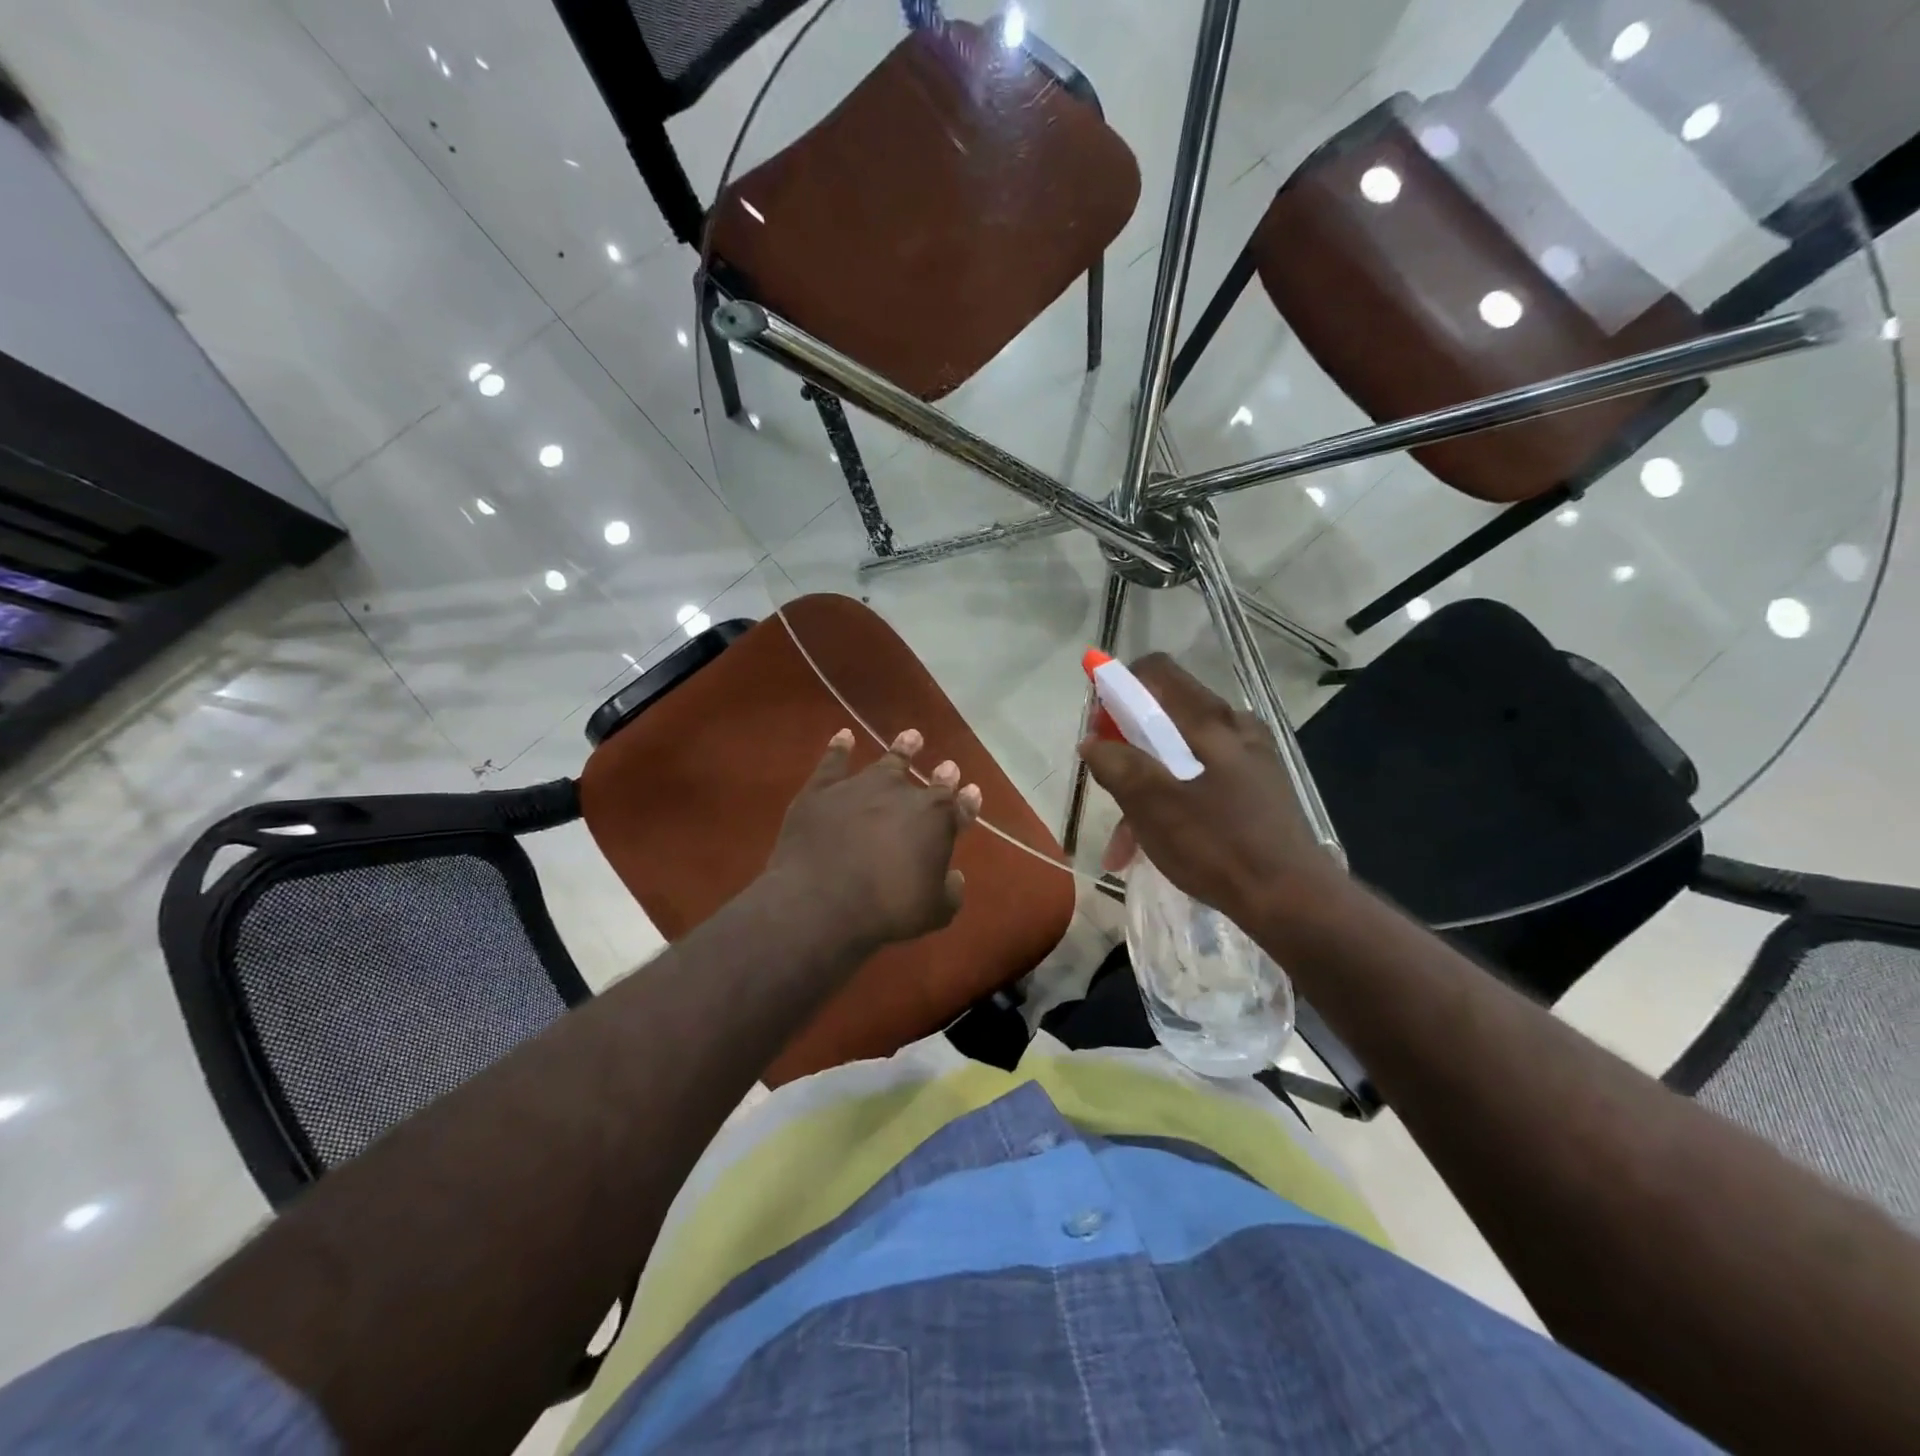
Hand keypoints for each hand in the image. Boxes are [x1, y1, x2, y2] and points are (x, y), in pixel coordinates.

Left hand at [766, 727, 982, 950]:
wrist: (822, 899)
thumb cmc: (886, 909)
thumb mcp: (934, 912)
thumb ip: (950, 892)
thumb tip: (954, 878)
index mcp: (937, 821)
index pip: (959, 806)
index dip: (967, 800)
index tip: (972, 790)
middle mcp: (904, 794)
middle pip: (929, 781)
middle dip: (942, 774)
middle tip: (947, 766)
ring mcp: (862, 786)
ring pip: (888, 760)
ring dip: (902, 748)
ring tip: (911, 736)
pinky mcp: (823, 789)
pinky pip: (834, 761)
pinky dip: (840, 747)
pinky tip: (843, 736)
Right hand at [1077, 654, 1342, 927]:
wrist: (1294, 901)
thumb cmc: (1218, 845)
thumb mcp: (1153, 804)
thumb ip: (1117, 765)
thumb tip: (1092, 742)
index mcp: (1210, 720)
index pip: (1156, 672)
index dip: (1119, 688)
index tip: (1099, 726)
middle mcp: (1234, 728)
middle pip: (1165, 717)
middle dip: (1126, 750)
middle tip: (1106, 786)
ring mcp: (1249, 762)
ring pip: (1179, 759)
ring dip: (1144, 790)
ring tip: (1121, 845)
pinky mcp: (1256, 793)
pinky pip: (1200, 785)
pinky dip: (1172, 806)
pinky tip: (1153, 849)